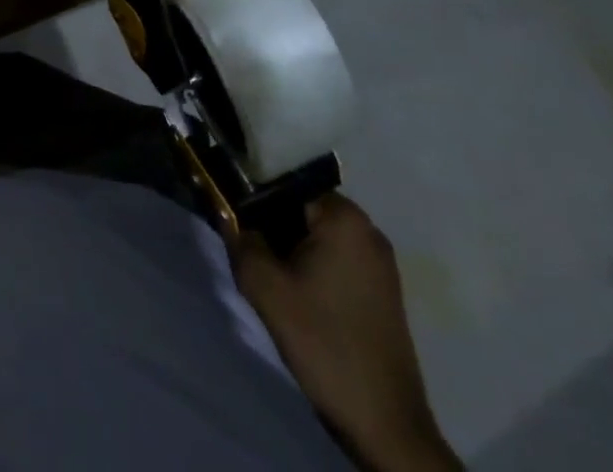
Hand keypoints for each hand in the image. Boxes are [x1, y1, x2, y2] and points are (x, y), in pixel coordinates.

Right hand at [233, 195, 461, 471]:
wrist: (386, 425)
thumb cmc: (325, 344)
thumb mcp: (267, 291)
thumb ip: (240, 241)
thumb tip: (226, 214)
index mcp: (344, 217)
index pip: (286, 186)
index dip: (257, 203)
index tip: (240, 226)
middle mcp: (368, 228)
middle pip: (304, 210)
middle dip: (276, 229)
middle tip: (256, 259)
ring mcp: (381, 261)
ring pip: (320, 237)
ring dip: (294, 252)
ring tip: (277, 283)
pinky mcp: (385, 290)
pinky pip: (339, 259)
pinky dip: (316, 269)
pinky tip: (304, 300)